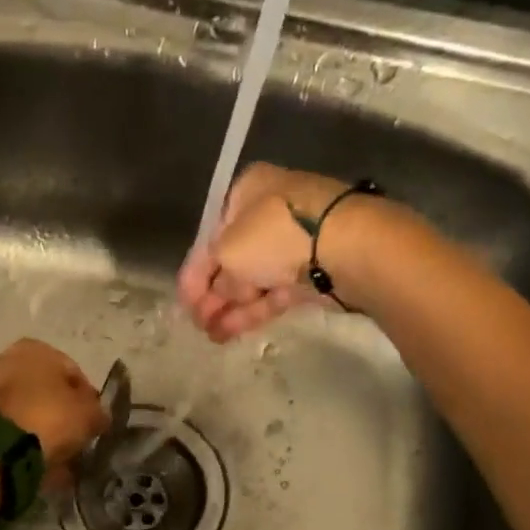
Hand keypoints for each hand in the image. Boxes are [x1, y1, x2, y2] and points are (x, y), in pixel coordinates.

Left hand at [0, 339, 109, 487]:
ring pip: (27, 407)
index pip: (73, 371)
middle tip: (75, 435)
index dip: (88, 398)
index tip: (94, 420)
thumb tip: (99, 416)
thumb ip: (98, 412)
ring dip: (41, 424)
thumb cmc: (50, 416)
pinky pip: (11, 424)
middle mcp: (9, 358)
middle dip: (60, 410)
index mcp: (37, 348)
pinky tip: (36, 455)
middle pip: (46, 388)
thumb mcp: (88, 414)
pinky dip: (23, 436)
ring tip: (56, 449)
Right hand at [177, 164, 353, 341]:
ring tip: (211, 336)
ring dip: (228, 308)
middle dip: (212, 295)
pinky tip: (229, 332)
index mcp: (246, 193)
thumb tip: (221, 293)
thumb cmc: (276, 235)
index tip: (184, 303)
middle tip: (197, 323)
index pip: (211, 236)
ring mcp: (293, 244)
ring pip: (253, 280)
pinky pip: (273, 293)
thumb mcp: (228, 251)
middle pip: (232, 260)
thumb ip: (215, 277)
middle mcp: (269, 213)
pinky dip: (251, 312)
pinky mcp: (311, 273)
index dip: (195, 273)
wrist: (346, 247)